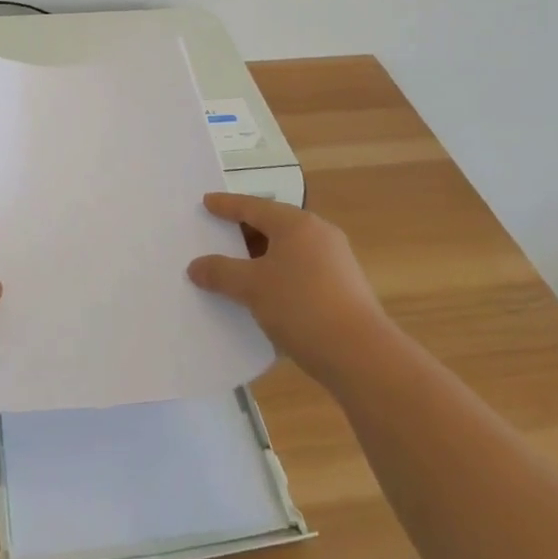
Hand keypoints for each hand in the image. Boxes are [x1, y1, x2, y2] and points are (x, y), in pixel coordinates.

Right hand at [189, 193, 385, 385]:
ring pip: (288, 250)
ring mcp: (336, 261)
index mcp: (296, 224)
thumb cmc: (301, 307)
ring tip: (236, 268)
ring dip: (261, 257)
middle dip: (244, 232)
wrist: (362, 356)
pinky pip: (300, 269)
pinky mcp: (343, 287)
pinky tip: (264, 294)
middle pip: (273, 225)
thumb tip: (195, 266)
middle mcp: (319, 234)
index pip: (254, 207)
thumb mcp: (252, 287)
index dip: (227, 205)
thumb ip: (220, 272)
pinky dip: (278, 274)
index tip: (207, 202)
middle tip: (217, 236)